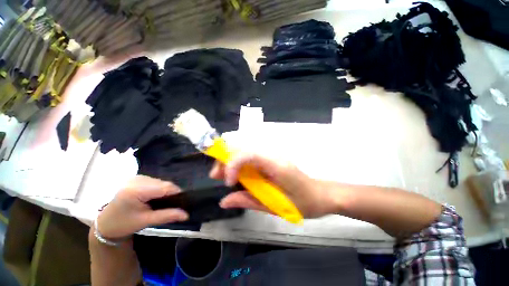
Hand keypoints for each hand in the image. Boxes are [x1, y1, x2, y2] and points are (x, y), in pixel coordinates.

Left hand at [97, 175, 188, 238]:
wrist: (105, 223)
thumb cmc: (124, 224)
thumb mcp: (146, 221)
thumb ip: (167, 216)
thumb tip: (187, 215)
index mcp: (136, 190)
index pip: (164, 187)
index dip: (176, 193)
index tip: (183, 201)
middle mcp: (136, 180)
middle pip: (163, 183)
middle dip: (170, 192)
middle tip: (172, 204)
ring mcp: (136, 177)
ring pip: (160, 181)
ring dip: (165, 190)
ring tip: (163, 201)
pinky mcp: (136, 178)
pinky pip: (155, 181)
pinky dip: (159, 188)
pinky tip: (155, 196)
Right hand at [210, 153, 339, 217]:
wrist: (321, 195)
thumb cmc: (304, 202)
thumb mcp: (275, 206)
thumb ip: (249, 201)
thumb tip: (224, 200)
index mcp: (276, 165)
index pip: (248, 154)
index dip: (233, 164)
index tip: (228, 182)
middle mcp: (272, 156)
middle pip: (243, 149)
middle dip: (226, 160)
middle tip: (217, 177)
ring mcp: (271, 156)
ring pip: (244, 152)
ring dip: (230, 162)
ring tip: (224, 177)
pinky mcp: (270, 161)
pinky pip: (250, 158)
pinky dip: (239, 165)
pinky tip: (237, 176)